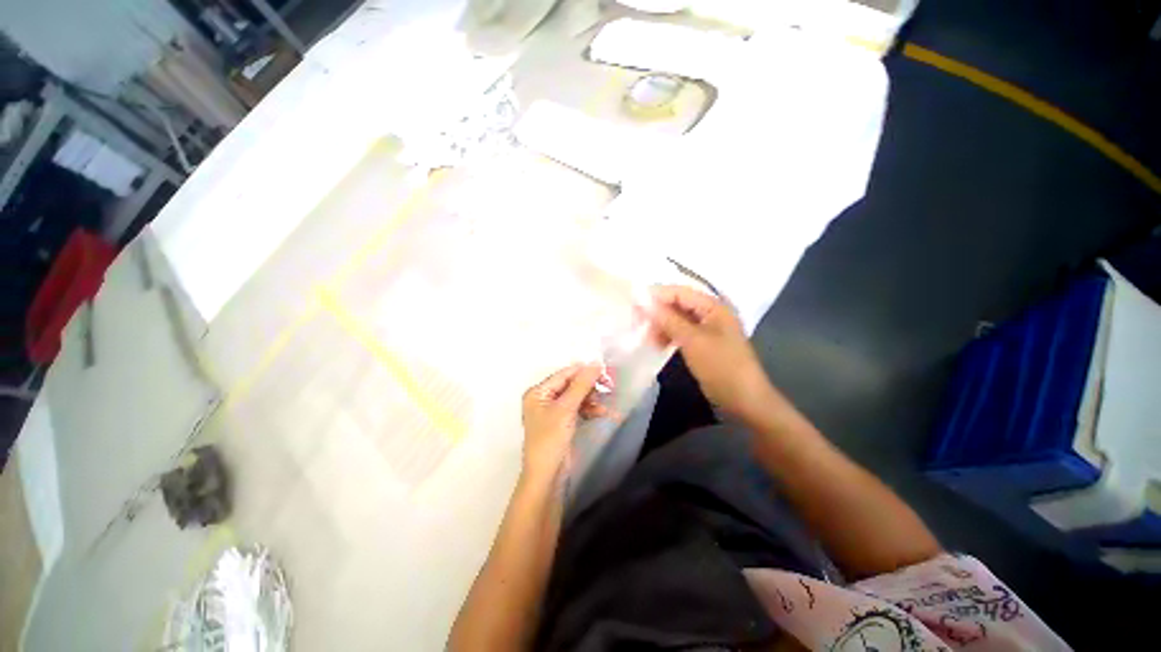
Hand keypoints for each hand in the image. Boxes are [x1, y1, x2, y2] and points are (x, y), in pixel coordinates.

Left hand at [521, 364, 608, 484]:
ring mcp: (553, 411)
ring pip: (576, 397)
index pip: (564, 374)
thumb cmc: (551, 439)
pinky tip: (602, 413)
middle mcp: (544, 398)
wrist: (547, 477)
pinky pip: (577, 409)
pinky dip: (589, 410)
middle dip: (589, 386)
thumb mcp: (566, 409)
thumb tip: (596, 363)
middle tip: (609, 386)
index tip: (605, 369)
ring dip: (591, 399)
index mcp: (538, 392)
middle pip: (570, 385)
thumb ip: (581, 385)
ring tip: (605, 403)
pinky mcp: (562, 422)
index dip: (584, 371)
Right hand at [647, 285, 774, 420]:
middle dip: (658, 312)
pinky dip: (668, 336)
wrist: (743, 399)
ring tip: (647, 338)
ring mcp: (707, 329)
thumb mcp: (693, 341)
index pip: (679, 292)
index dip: (657, 296)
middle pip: (678, 304)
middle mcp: (710, 313)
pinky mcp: (702, 343)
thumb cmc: (721, 365)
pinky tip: (658, 344)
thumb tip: (644, 302)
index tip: (634, 305)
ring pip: (677, 319)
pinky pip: (681, 332)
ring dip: (661, 326)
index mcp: (713, 306)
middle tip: (638, 323)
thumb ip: (668, 319)